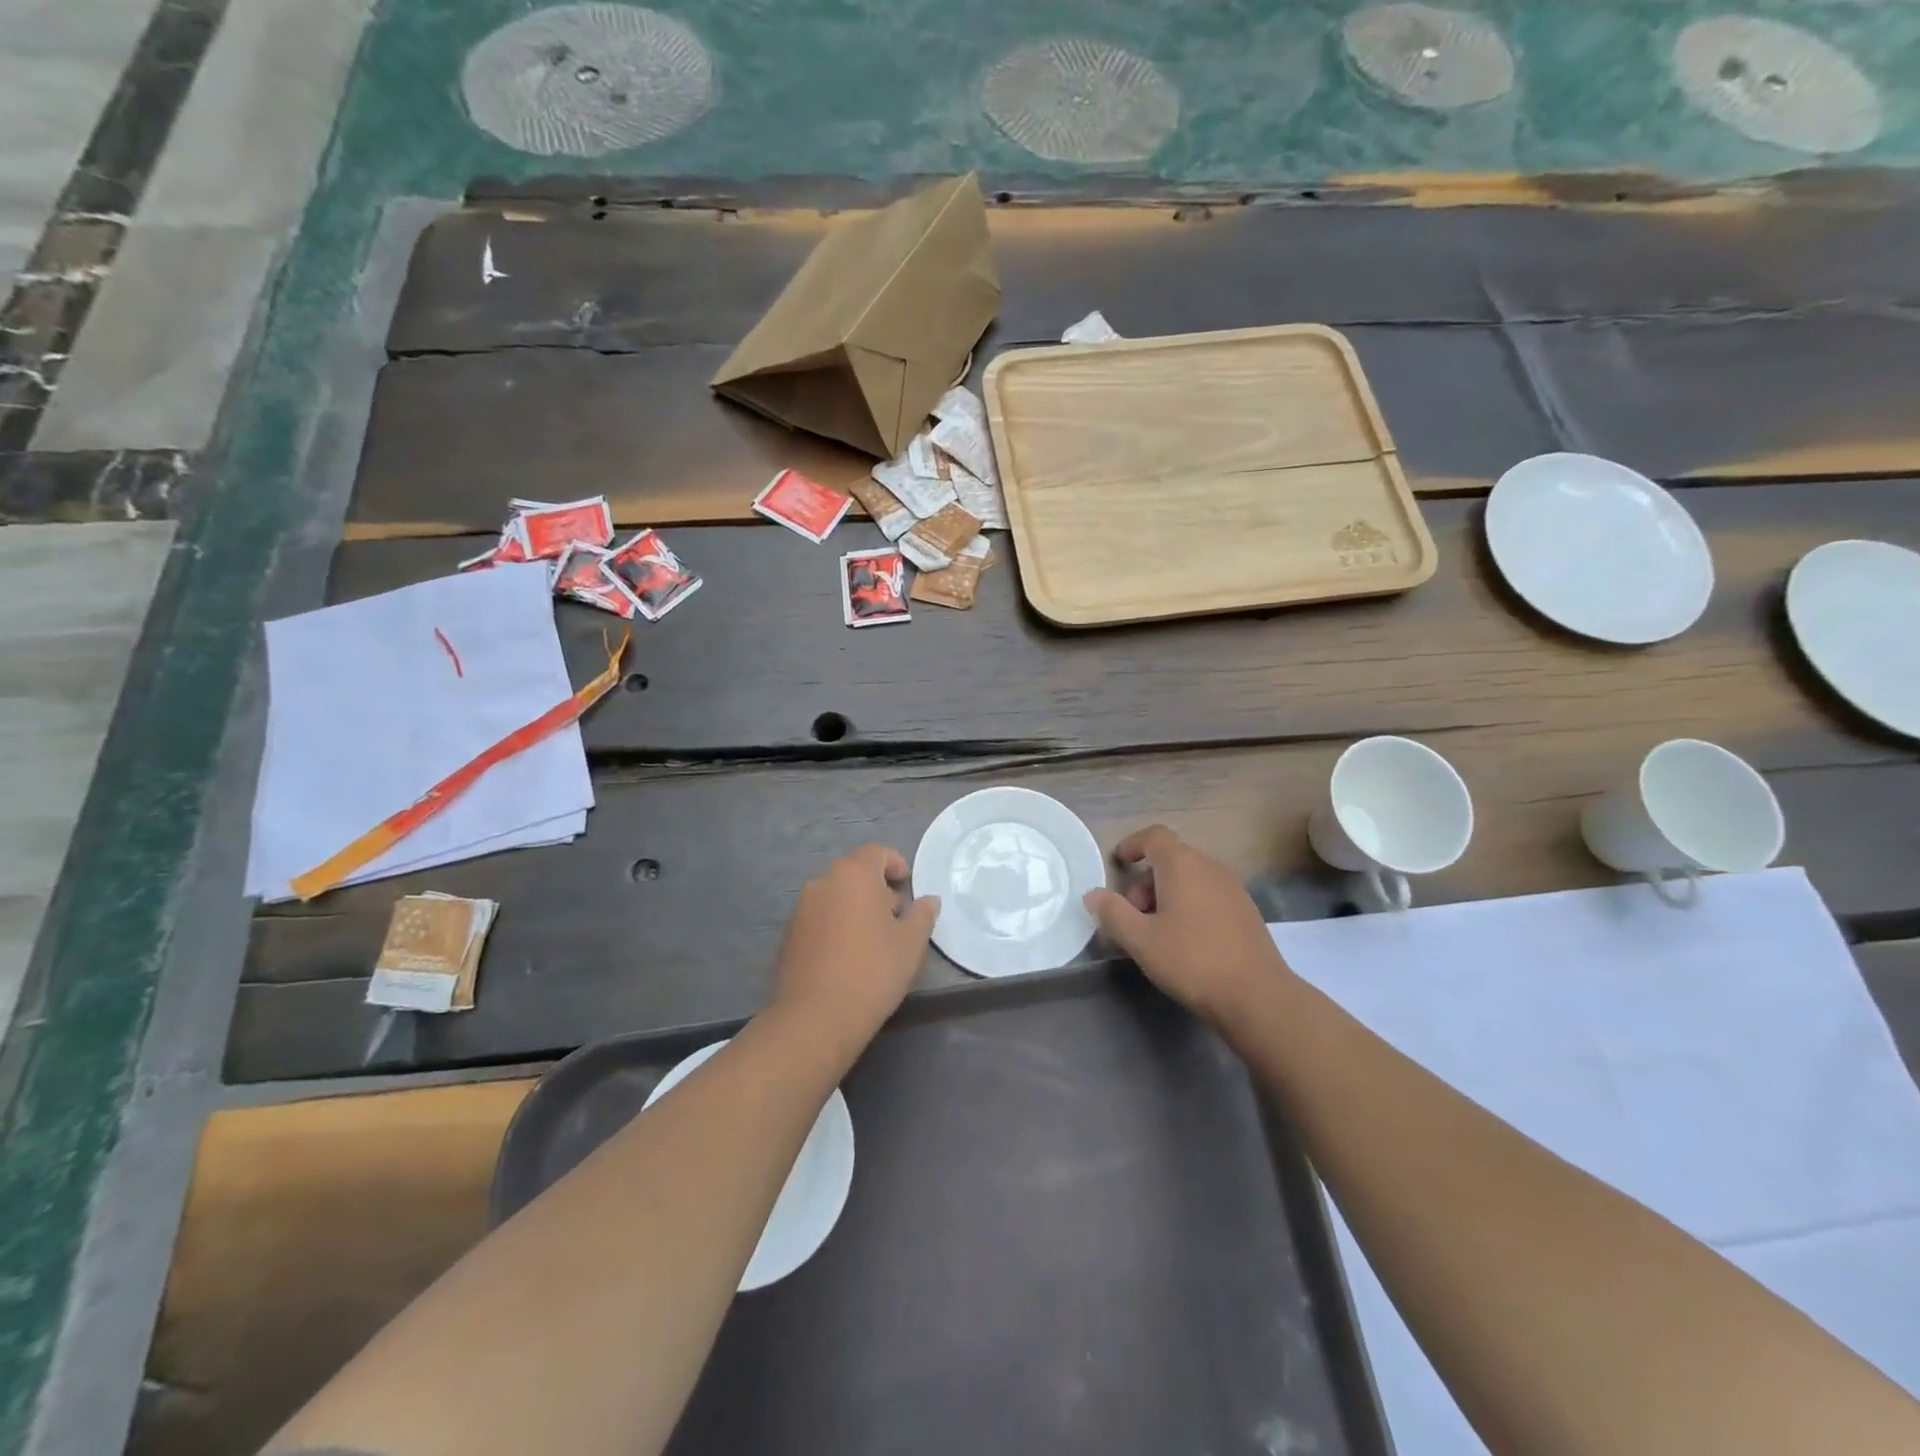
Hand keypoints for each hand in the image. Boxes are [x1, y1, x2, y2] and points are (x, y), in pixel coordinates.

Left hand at [774, 844, 938, 1043]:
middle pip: (854, 872)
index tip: (907, 887)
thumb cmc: (873, 971)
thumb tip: (929, 900)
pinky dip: (835, 925)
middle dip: (876, 887)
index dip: (896, 864)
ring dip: (854, 906)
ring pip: (835, 895)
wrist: (816, 1016)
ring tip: (872, 939)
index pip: (877, 852)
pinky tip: (846, 956)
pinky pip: (819, 918)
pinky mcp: (788, 935)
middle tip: (895, 916)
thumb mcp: (911, 943)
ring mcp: (801, 908)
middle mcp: (823, 882)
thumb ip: (923, 914)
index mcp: (854, 875)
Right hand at [1083, 825, 1285, 1023]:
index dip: (1132, 845)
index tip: (1117, 864)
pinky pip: (1208, 894)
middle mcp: (1210, 867)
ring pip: (1190, 878)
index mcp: (1182, 865)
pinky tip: (1186, 941)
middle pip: (1171, 859)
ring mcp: (1233, 888)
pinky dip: (1189, 905)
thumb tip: (1093, 894)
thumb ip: (1112, 912)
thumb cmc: (1191, 960)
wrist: (1257, 996)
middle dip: (1145, 881)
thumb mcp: (1140, 939)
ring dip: (1167, 895)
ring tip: (1156, 932)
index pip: (1154, 836)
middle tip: (1133, 916)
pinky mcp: (1247, 911)